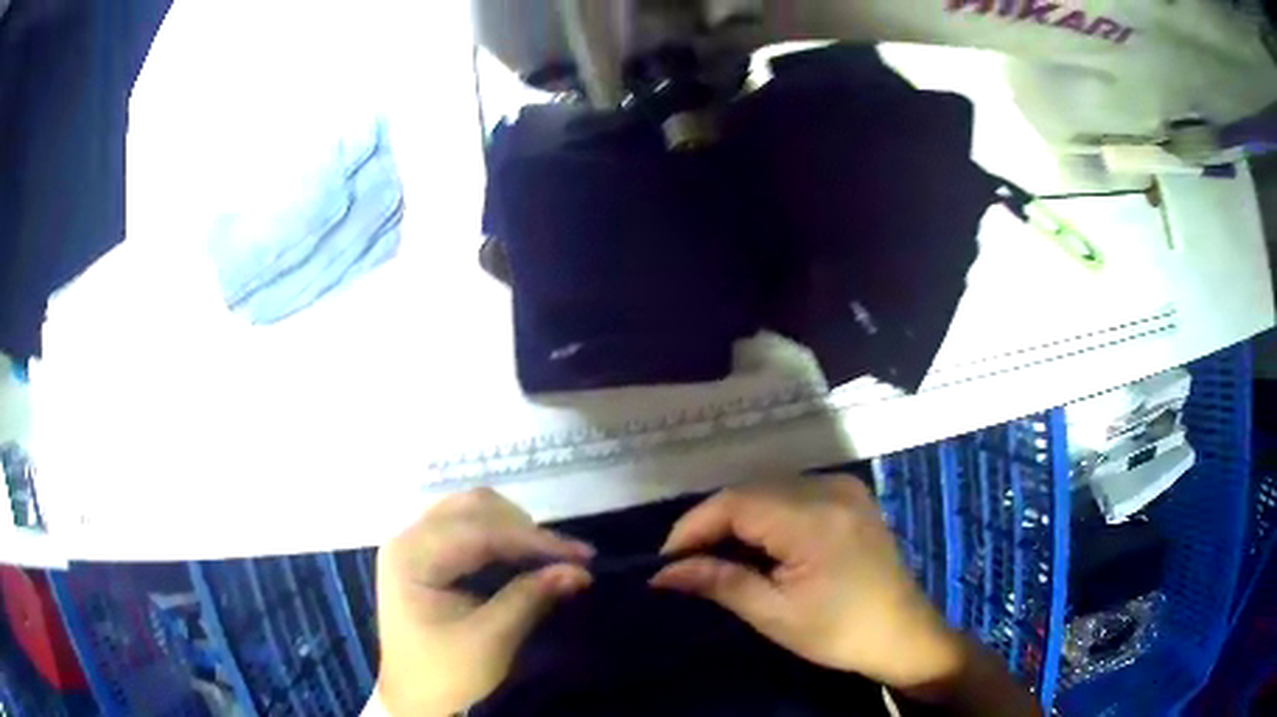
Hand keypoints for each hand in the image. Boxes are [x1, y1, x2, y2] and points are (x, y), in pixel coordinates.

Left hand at [375, 489, 593, 715]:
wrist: (413, 697)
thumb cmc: (445, 672)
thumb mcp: (490, 641)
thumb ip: (531, 598)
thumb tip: (579, 570)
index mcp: (411, 556)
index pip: (479, 532)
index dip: (534, 540)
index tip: (582, 555)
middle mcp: (408, 537)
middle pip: (474, 507)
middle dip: (525, 529)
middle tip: (567, 558)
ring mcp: (414, 542)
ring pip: (473, 511)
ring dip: (515, 528)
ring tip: (551, 557)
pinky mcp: (425, 553)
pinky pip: (468, 527)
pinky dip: (502, 536)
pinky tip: (525, 556)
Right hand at [650, 477, 964, 689]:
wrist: (901, 632)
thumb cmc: (839, 632)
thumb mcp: (775, 615)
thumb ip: (720, 582)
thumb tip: (664, 572)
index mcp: (814, 519)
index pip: (736, 502)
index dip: (694, 525)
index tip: (666, 558)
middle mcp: (830, 489)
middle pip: (751, 491)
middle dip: (713, 522)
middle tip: (687, 561)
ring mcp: (844, 488)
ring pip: (771, 488)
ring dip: (738, 517)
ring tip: (716, 554)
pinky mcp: (850, 495)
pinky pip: (794, 492)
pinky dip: (767, 513)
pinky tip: (758, 543)